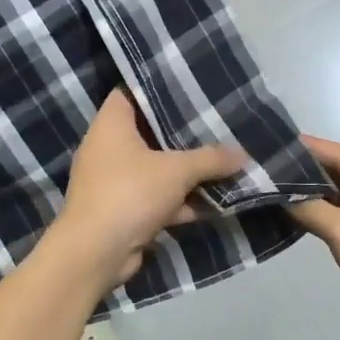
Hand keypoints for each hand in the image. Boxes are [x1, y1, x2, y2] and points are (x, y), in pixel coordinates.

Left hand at [51, 89, 244, 291]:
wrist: (95, 253)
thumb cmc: (129, 193)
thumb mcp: (177, 171)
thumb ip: (211, 159)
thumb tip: (244, 155)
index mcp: (111, 125)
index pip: (131, 92)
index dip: (158, 87)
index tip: (188, 86)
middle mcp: (107, 147)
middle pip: (148, 131)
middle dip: (182, 133)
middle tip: (215, 122)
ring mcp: (112, 180)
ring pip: (155, 167)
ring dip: (185, 171)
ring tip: (222, 160)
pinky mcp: (121, 209)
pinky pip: (155, 196)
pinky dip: (178, 200)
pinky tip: (211, 202)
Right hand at [288, 136, 339, 339]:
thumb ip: (311, 209)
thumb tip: (278, 195)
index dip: (308, 148)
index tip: (274, 142)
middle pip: (339, 172)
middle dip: (305, 170)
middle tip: (267, 165)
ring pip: (337, 195)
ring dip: (310, 193)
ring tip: (271, 186)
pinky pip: (339, 216)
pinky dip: (317, 213)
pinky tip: (290, 212)